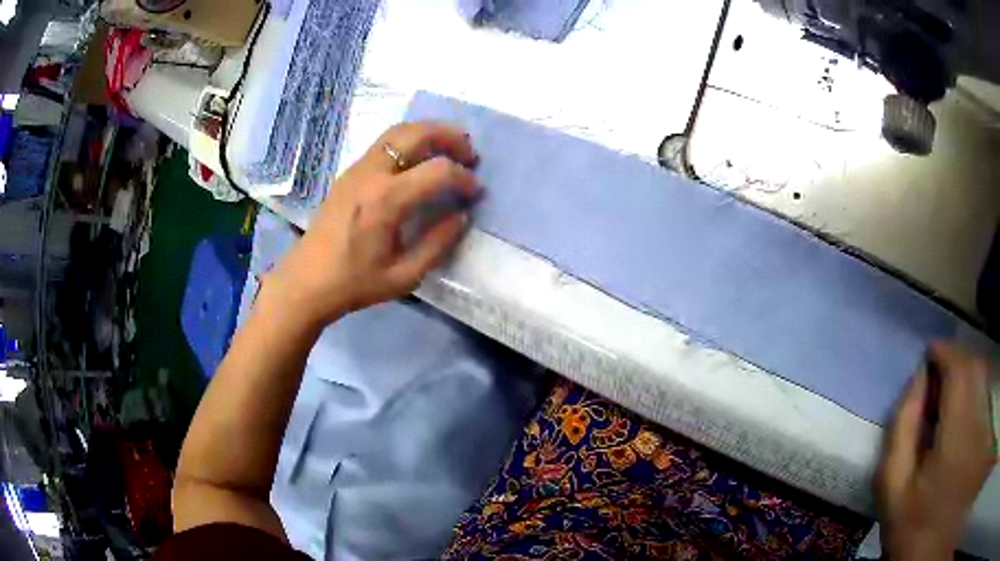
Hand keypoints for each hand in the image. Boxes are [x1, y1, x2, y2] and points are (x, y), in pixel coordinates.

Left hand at [270, 122, 479, 326]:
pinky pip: (385, 142)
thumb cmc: (354, 283)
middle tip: (470, 153)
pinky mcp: (349, 172)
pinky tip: (420, 159)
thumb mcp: (404, 275)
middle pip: (417, 133)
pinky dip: (410, 140)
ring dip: (429, 133)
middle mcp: (372, 174)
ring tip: (449, 148)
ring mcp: (357, 168)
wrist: (307, 280)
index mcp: (386, 200)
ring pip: (399, 131)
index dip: (464, 178)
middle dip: (450, 137)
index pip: (438, 171)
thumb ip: (438, 242)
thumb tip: (461, 215)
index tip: (475, 192)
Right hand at [877, 341, 995, 559]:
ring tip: (952, 416)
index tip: (930, 354)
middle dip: (959, 366)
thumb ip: (902, 431)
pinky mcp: (988, 441)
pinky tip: (965, 438)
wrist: (928, 558)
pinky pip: (989, 408)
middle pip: (978, 369)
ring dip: (969, 388)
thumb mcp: (895, 492)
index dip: (945, 351)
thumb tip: (917, 380)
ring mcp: (988, 433)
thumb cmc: (913, 531)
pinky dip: (978, 409)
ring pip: (985, 387)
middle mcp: (982, 425)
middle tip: (940, 385)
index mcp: (958, 436)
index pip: (960, 368)